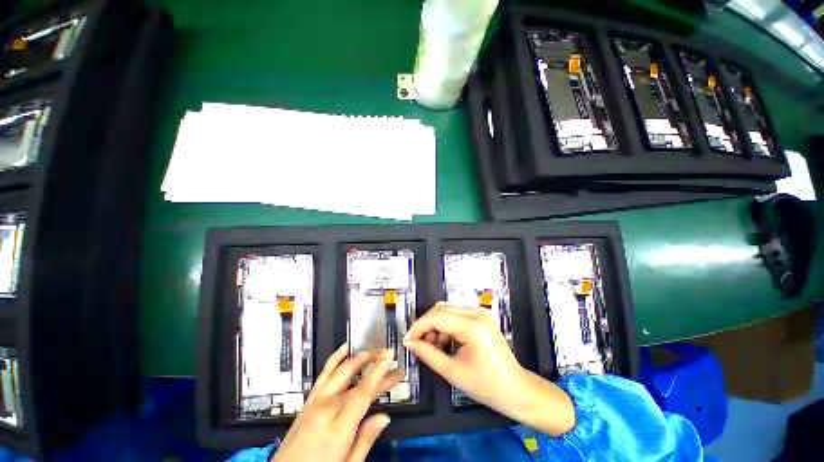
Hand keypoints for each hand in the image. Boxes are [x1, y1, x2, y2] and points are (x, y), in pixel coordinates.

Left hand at [273, 344, 403, 461]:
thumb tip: (385, 417)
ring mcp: (315, 401)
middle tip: (390, 356)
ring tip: (374, 350)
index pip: (364, 391)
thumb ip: (365, 440)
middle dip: (375, 363)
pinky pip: (324, 373)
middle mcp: (327, 406)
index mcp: (338, 426)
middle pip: (356, 378)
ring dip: (359, 357)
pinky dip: (336, 358)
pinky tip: (344, 348)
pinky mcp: (309, 401)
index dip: (379, 371)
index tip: (391, 357)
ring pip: (341, 370)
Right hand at [403, 301, 575, 435]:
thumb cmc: (486, 386)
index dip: (419, 326)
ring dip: (435, 325)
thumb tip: (410, 343)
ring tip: (432, 345)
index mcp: (472, 326)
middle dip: (426, 325)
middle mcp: (477, 313)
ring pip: (447, 309)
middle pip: (441, 309)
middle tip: (419, 343)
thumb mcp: (453, 372)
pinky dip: (446, 325)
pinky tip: (444, 341)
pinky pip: (456, 314)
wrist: (516, 390)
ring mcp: (480, 312)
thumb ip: (428, 354)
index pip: (437, 317)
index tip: (408, 339)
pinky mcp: (481, 316)